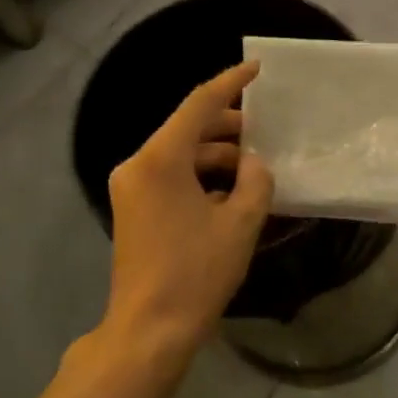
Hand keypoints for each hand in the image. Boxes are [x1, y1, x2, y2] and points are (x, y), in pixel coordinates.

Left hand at [101, 62, 273, 360]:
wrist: (149, 329)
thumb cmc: (196, 272)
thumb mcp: (240, 222)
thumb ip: (255, 180)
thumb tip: (254, 164)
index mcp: (160, 159)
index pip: (199, 104)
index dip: (231, 83)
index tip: (257, 69)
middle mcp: (138, 165)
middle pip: (187, 129)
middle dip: (228, 126)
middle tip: (266, 131)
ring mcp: (131, 188)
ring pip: (181, 155)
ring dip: (217, 157)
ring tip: (256, 169)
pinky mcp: (134, 209)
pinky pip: (172, 177)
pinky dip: (202, 177)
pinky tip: (233, 193)